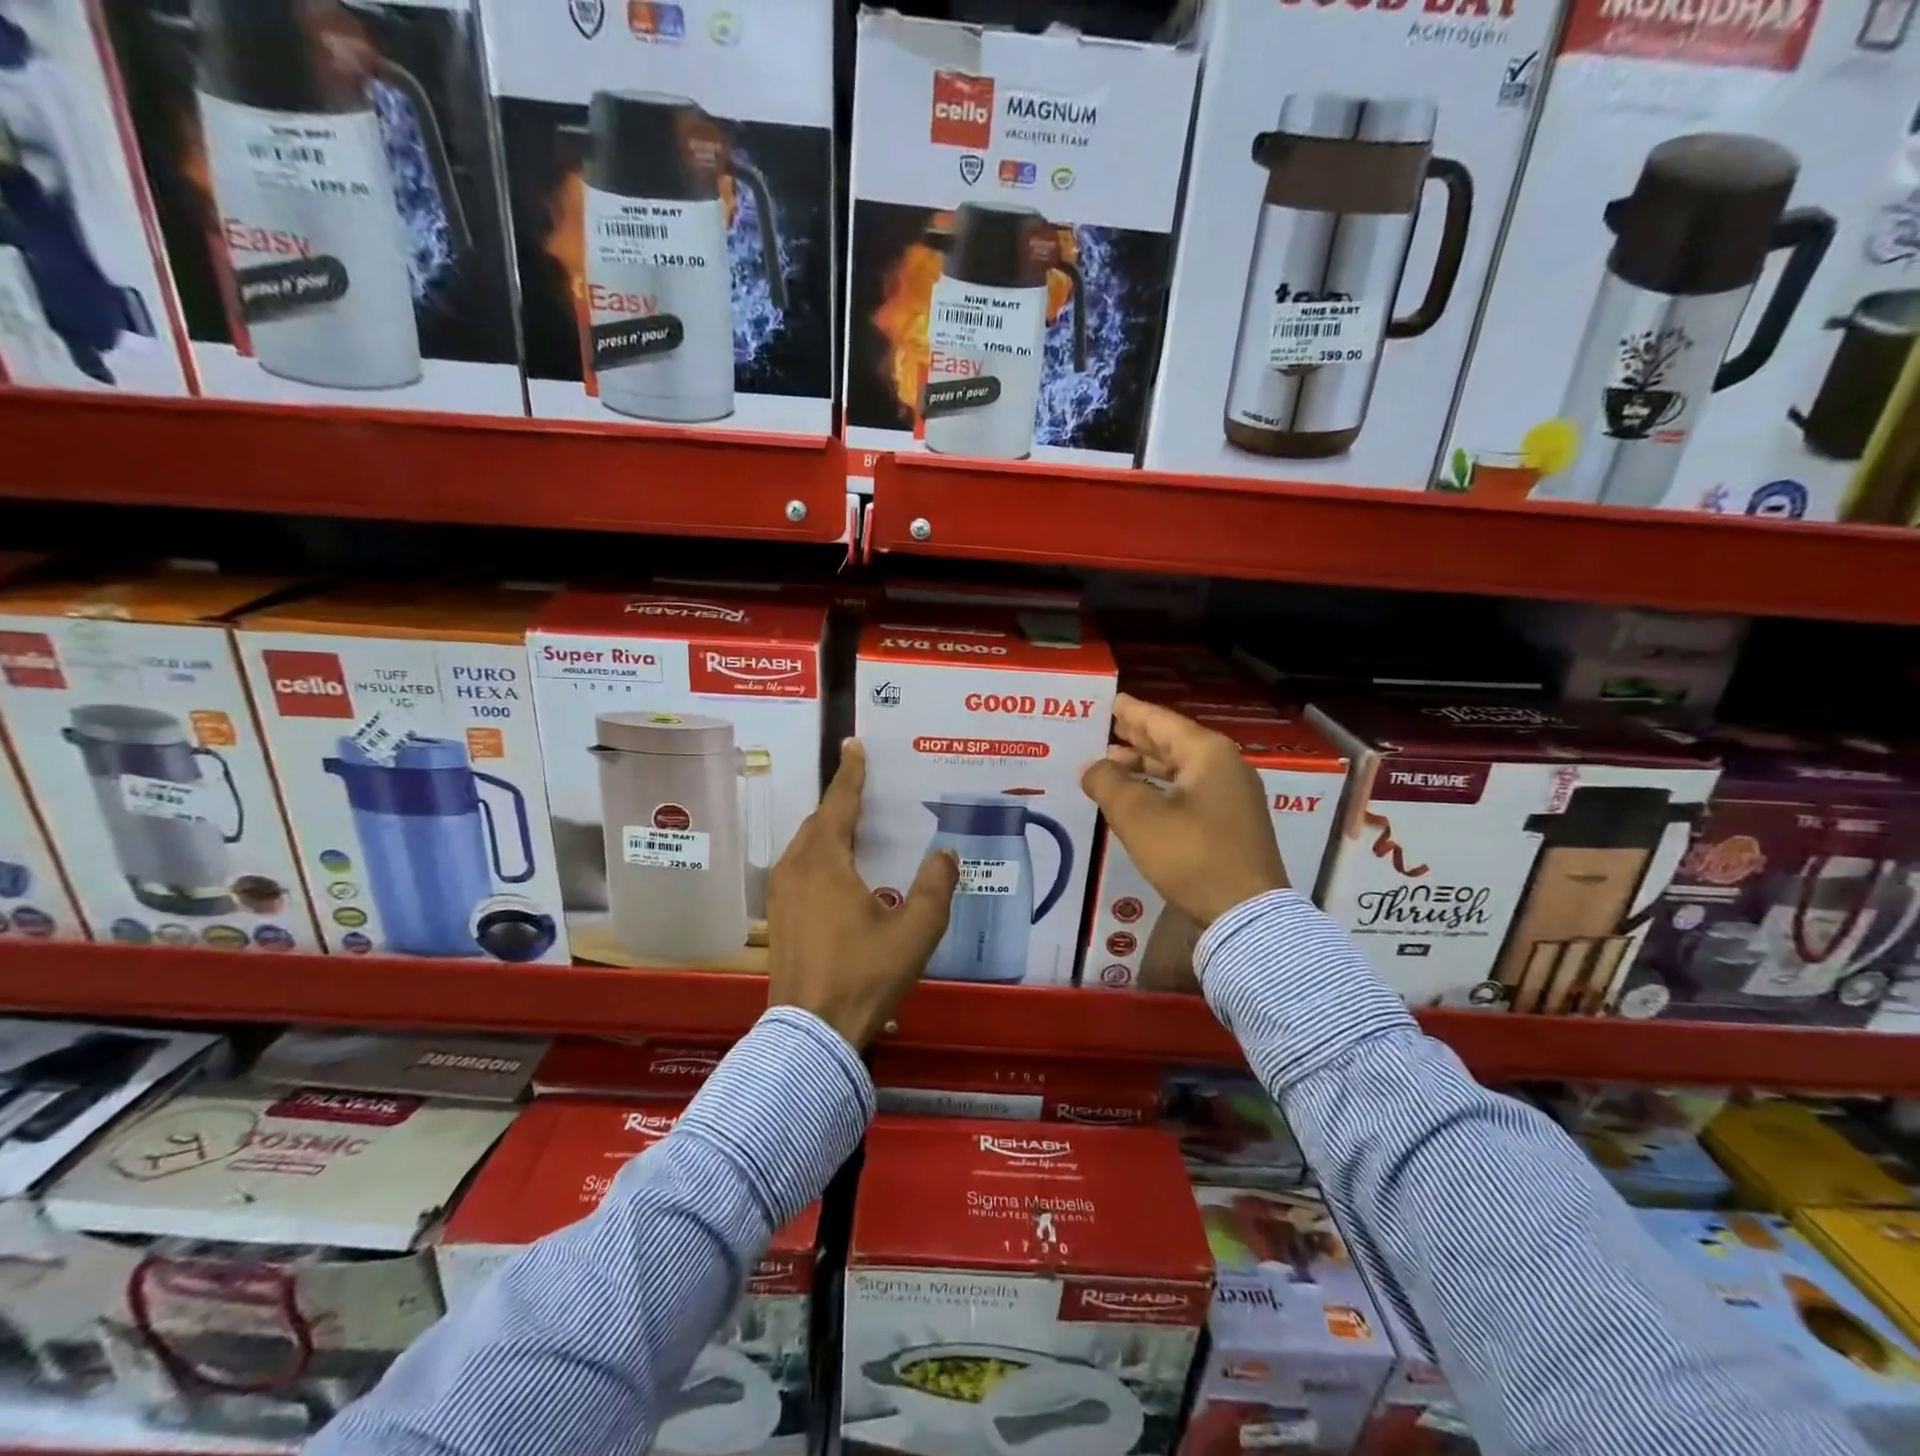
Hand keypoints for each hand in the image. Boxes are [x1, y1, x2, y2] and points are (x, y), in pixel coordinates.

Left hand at [766, 740, 959, 1049]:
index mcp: (824, 862)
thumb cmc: (863, 975)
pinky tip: (840, 874)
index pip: (838, 804)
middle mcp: (795, 868)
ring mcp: (780, 894)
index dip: (850, 774)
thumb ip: (935, 887)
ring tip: (857, 828)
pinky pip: (799, 868)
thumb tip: (945, 853)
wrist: (810, 1034)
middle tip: (867, 790)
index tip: (854, 745)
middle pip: (818, 822)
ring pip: (806, 846)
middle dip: (841, 803)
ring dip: (829, 831)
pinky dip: (820, 856)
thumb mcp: (914, 931)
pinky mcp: (778, 918)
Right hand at [1080, 693, 1288, 928]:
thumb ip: (1108, 783)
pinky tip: (1140, 796)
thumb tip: (1091, 767)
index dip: (1131, 712)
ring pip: (1182, 768)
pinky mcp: (1231, 823)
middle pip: (1173, 741)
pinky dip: (1161, 786)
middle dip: (1138, 737)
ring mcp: (1233, 796)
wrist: (1246, 913)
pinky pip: (1189, 790)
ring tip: (1114, 761)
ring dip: (1147, 764)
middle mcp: (1225, 766)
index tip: (1111, 701)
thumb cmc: (1190, 855)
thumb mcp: (1138, 816)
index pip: (1160, 721)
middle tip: (1107, 728)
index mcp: (1207, 753)